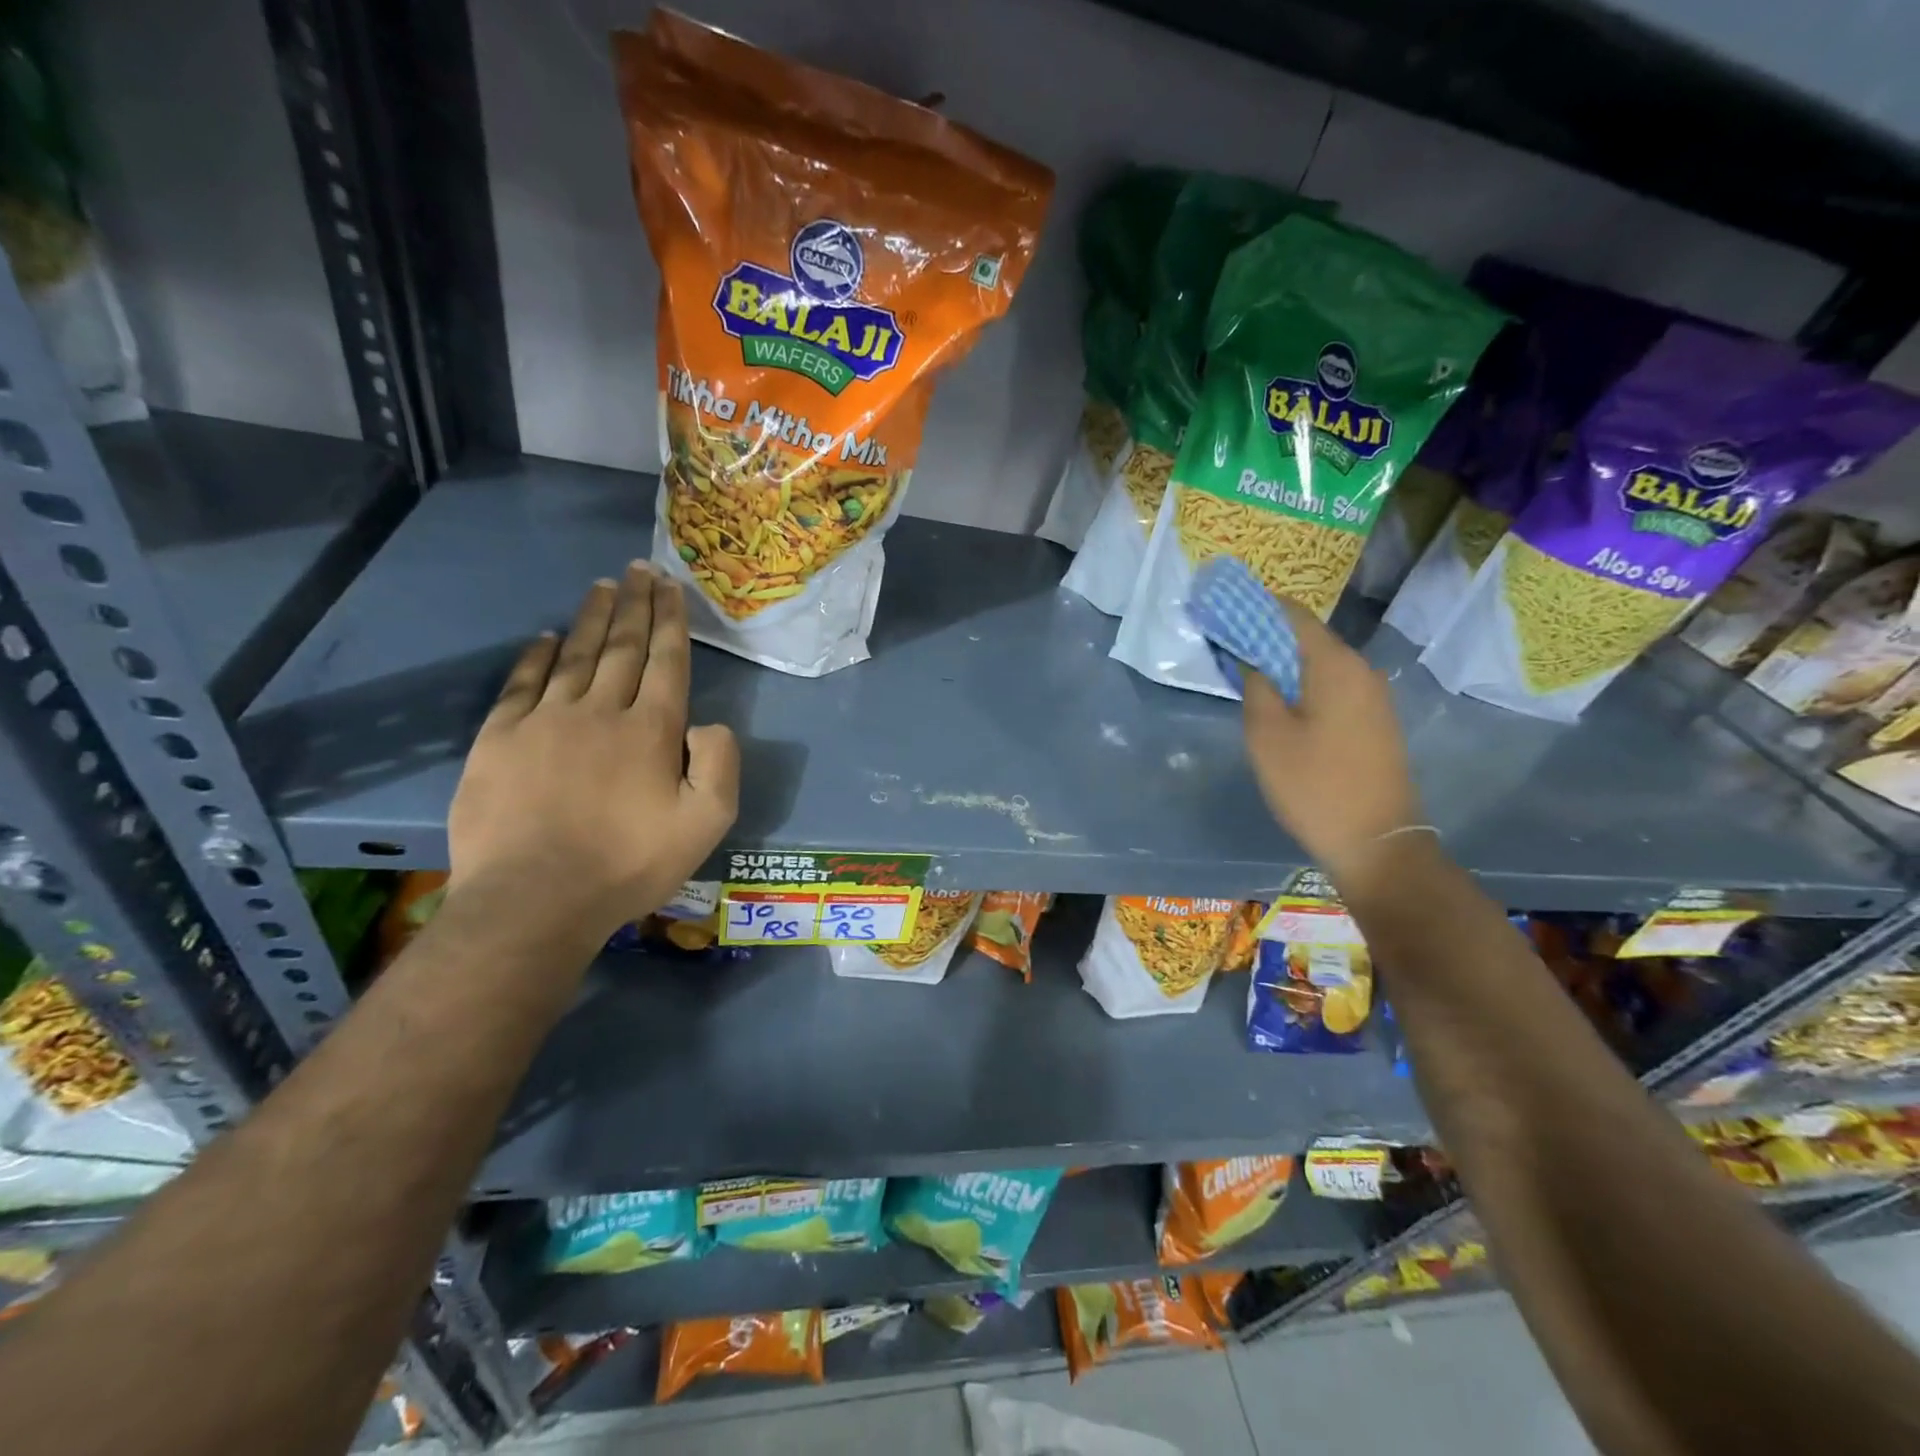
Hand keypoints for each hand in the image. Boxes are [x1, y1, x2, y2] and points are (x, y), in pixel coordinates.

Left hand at [448, 562, 738, 939]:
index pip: (667, 660)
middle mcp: (600, 710)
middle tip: (640, 568)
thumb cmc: (629, 864)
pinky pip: (522, 683)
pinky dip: (536, 655)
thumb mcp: (706, 823)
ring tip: (603, 587)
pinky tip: (545, 637)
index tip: (671, 585)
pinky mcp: (500, 739)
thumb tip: (710, 723)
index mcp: (652, 729)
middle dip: (636, 604)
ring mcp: (545, 720)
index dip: (671, 620)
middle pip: (623, 646)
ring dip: (592, 619)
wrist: (534, 900)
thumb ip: (720, 764)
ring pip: (575, 655)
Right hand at [1241, 598, 1420, 885]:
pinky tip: (1279, 703)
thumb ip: (1255, 686)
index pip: (1292, 615)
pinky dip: (1303, 684)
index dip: (1256, 608)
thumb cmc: (1314, 785)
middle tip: (1226, 646)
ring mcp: (1373, 697)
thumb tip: (1251, 659)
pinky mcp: (1374, 721)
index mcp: (1335, 664)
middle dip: (1266, 637)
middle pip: (1307, 638)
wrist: (1376, 842)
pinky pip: (1332, 687)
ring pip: (1319, 664)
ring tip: (1245, 673)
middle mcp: (1361, 670)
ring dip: (1283, 663)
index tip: (1222, 611)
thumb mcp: (1267, 735)